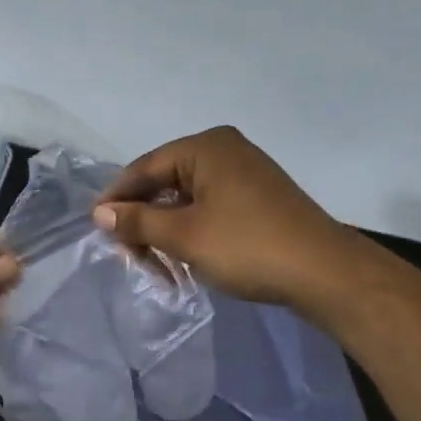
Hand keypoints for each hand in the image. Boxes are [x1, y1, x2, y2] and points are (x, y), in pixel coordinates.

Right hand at [91, 126, 345, 304]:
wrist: (324, 272)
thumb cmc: (246, 246)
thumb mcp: (182, 235)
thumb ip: (137, 221)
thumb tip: (100, 212)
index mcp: (206, 147)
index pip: (144, 168)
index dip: (117, 198)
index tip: (96, 227)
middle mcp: (224, 151)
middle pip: (164, 182)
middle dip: (143, 220)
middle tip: (128, 255)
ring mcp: (244, 173)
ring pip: (186, 199)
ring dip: (165, 231)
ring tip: (155, 265)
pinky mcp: (257, 198)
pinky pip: (208, 208)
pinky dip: (190, 232)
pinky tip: (182, 258)